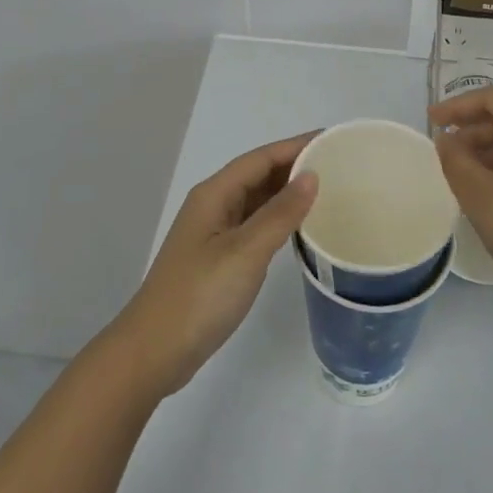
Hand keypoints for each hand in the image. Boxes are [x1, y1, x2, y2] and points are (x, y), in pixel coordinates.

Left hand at [107, 133, 319, 399]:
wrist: (154, 352)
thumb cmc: (199, 296)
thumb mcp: (245, 252)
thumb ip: (279, 213)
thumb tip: (311, 176)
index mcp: (214, 194)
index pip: (261, 158)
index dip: (296, 146)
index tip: (333, 140)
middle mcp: (212, 205)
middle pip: (257, 174)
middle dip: (294, 165)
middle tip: (339, 166)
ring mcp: (213, 233)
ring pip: (256, 200)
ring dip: (287, 192)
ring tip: (328, 190)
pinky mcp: (217, 258)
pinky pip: (253, 224)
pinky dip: (277, 219)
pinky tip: (299, 227)